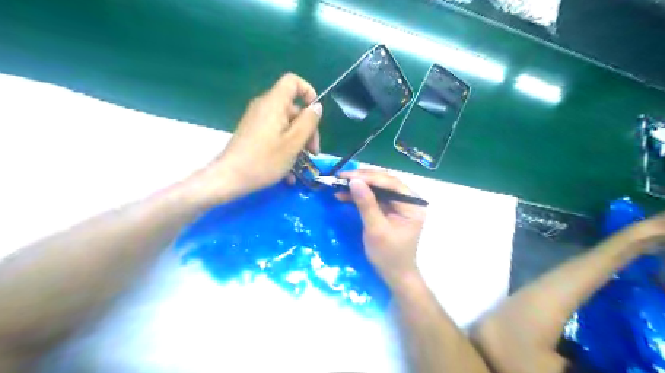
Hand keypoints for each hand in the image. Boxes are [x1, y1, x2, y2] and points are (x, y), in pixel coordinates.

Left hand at [195, 73, 323, 201]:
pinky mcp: (253, 134)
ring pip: (286, 125)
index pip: (293, 81)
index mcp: (274, 103)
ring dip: (298, 143)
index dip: (308, 92)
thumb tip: (317, 107)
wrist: (229, 178)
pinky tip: (289, 172)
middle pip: (293, 108)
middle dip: (307, 129)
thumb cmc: (264, 160)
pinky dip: (285, 148)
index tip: (315, 115)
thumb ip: (308, 122)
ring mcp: (257, 121)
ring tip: (302, 165)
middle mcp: (264, 107)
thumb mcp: (294, 142)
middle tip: (313, 152)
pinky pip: (275, 135)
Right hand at [338, 170, 425, 287]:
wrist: (394, 274)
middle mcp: (407, 200)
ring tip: (339, 184)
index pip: (391, 183)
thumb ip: (366, 204)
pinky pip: (373, 197)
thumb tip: (354, 181)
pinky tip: (344, 194)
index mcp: (412, 204)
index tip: (347, 176)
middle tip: (340, 178)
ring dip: (358, 186)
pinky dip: (359, 195)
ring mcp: (398, 204)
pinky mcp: (388, 209)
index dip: (368, 177)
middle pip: (384, 182)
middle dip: (362, 179)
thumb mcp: (376, 230)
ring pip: (377, 188)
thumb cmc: (389, 255)